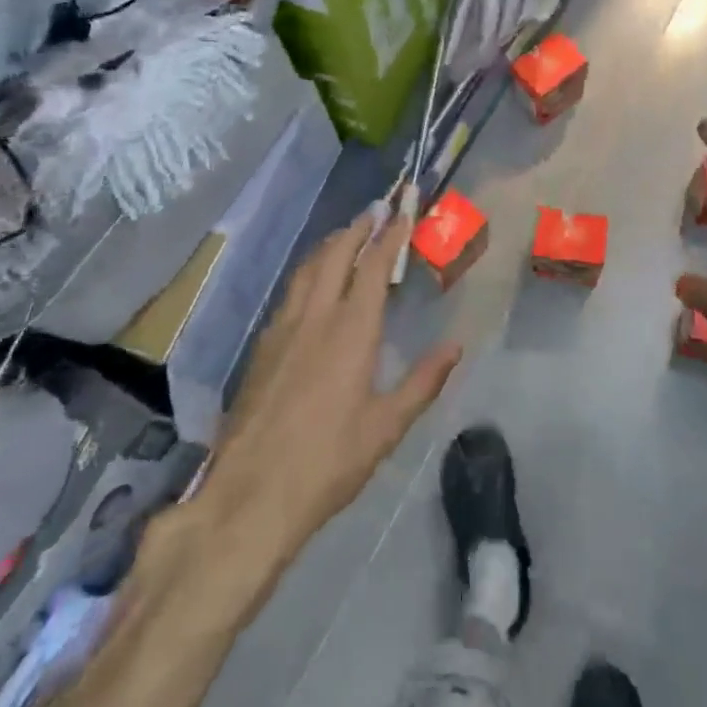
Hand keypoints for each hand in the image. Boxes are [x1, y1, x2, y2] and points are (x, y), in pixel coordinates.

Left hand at [175, 215, 461, 571]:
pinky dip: (309, 272)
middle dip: (357, 229)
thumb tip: (456, 346)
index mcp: (351, 331)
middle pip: (335, 255)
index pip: (372, 267)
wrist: (251, 494)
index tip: (402, 213)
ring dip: (330, 245)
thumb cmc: (328, 461)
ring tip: (346, 235)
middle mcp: (315, 317)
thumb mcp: (386, 428)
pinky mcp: (261, 348)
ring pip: (307, 269)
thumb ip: (423, 382)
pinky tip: (312, 285)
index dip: (389, 236)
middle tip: (375, 212)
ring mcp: (282, 329)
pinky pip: (290, 292)